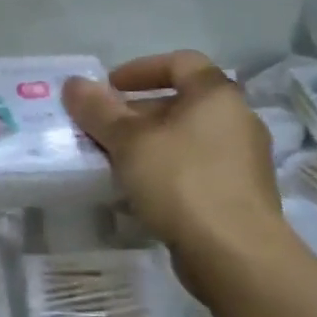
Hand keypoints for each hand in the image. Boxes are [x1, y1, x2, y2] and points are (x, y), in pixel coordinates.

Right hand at [62, 51, 285, 291]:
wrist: (235, 254)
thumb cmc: (181, 181)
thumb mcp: (128, 140)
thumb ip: (98, 109)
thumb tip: (74, 84)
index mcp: (216, 96)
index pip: (179, 62)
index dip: (140, 69)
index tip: (109, 88)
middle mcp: (237, 120)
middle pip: (180, 102)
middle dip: (136, 112)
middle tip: (101, 129)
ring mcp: (242, 160)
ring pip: (186, 138)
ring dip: (148, 144)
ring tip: (113, 161)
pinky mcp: (239, 195)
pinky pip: (195, 169)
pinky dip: (165, 170)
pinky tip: (139, 191)